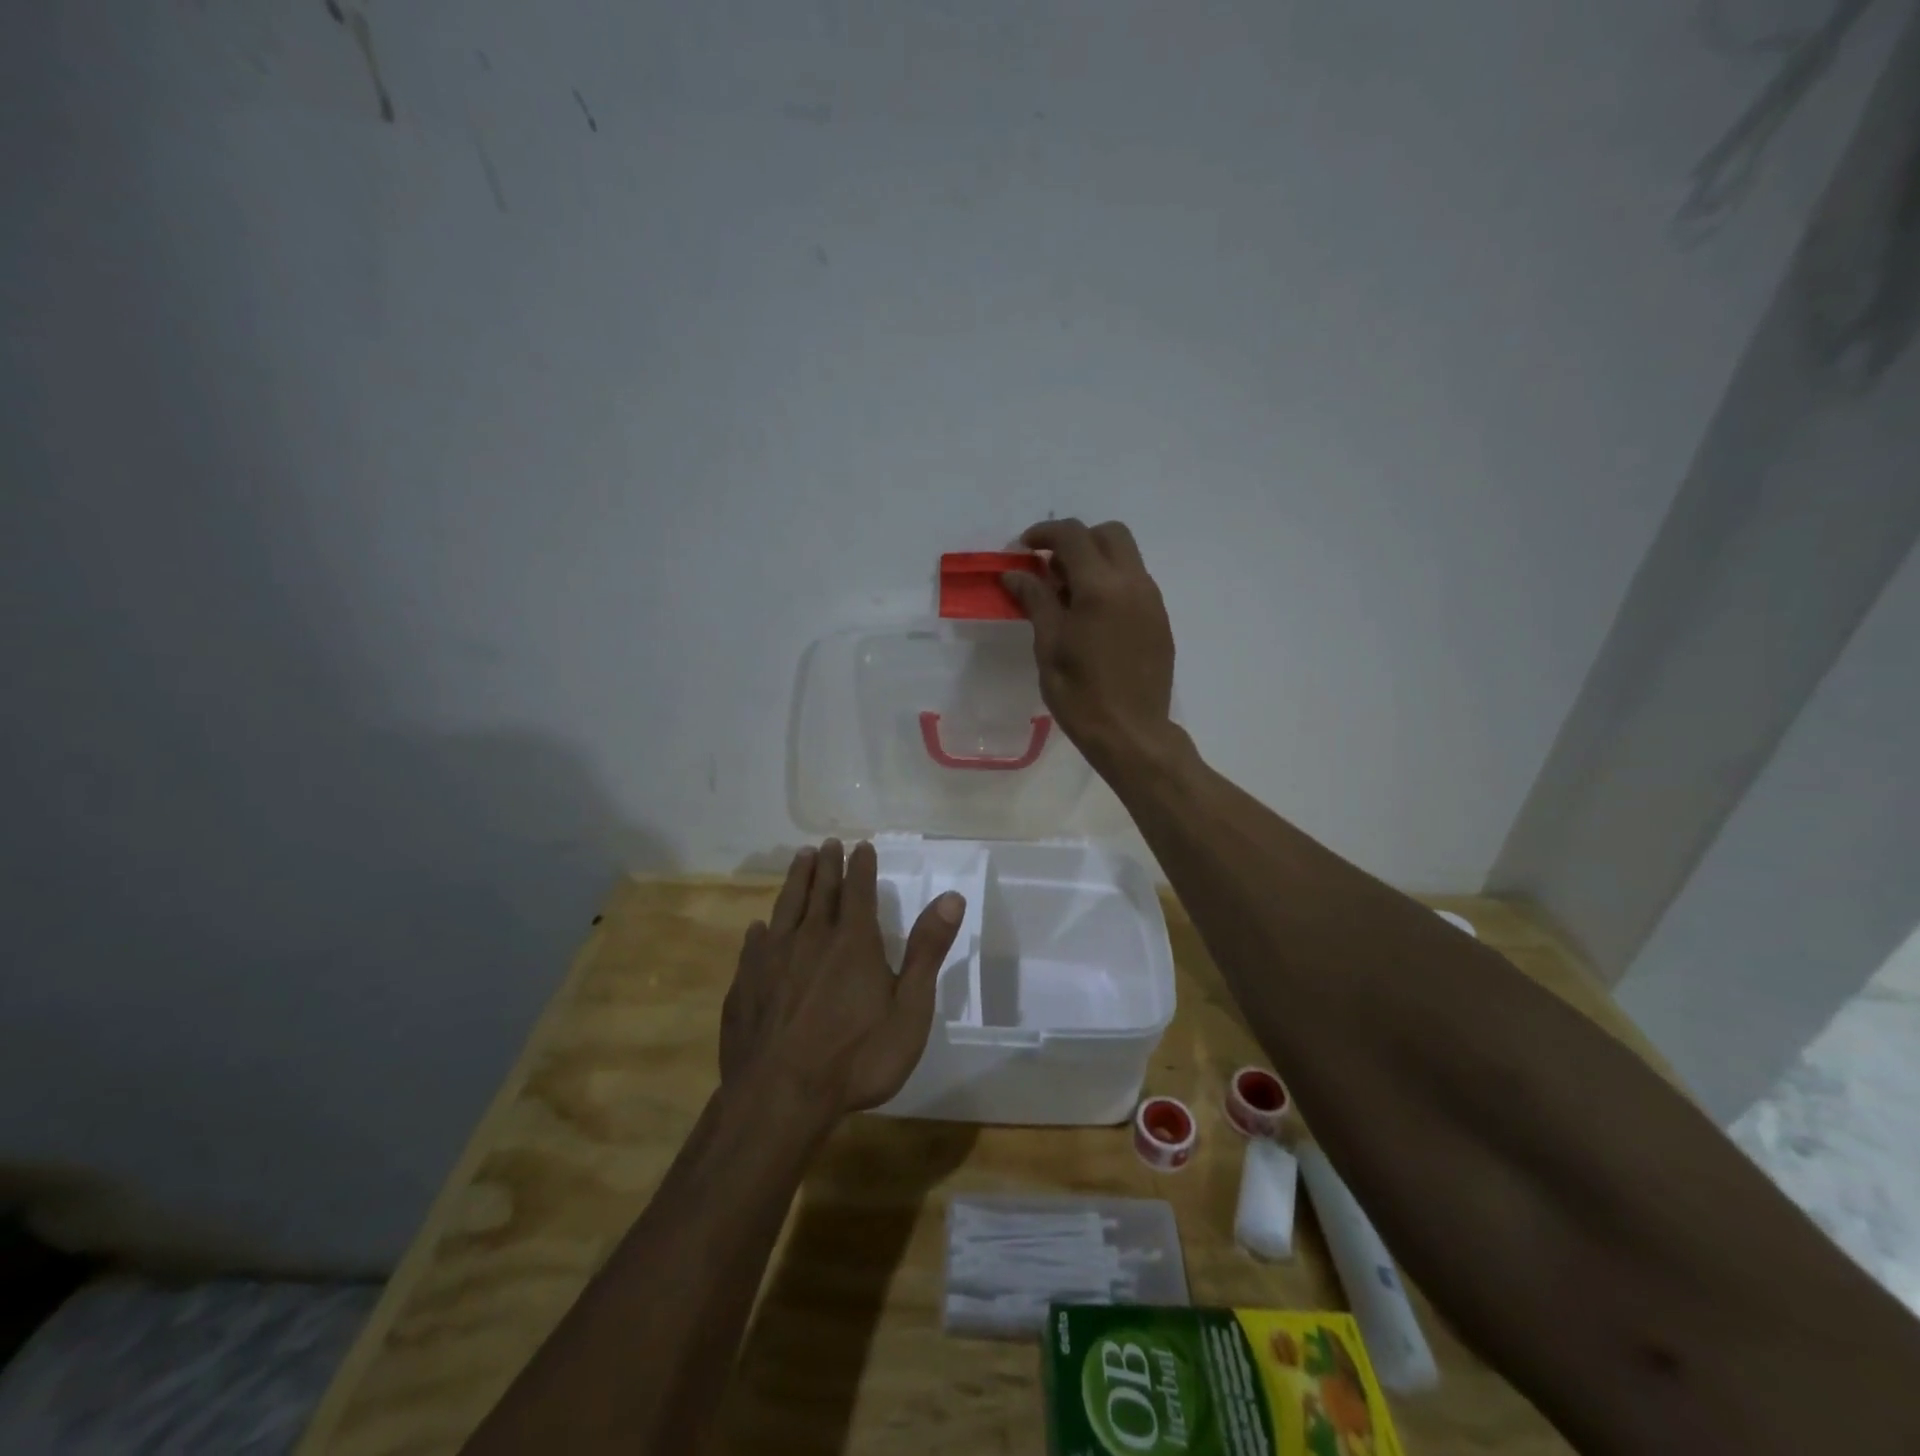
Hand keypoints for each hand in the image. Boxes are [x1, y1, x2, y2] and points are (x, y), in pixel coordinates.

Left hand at [720, 839, 965, 1119]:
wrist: (779, 1098)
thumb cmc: (857, 1058)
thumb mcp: (909, 1009)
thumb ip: (927, 950)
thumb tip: (951, 897)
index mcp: (853, 942)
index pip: (859, 891)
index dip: (861, 866)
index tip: (860, 846)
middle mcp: (811, 938)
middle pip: (820, 891)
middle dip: (827, 865)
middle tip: (827, 844)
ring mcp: (772, 959)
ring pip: (786, 907)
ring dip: (795, 881)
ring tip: (800, 860)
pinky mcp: (745, 984)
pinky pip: (754, 945)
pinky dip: (761, 930)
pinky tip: (760, 927)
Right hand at [1002, 518, 1178, 775]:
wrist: (1131, 733)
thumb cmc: (1080, 693)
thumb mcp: (1049, 646)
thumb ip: (1036, 600)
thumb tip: (1015, 573)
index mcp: (1101, 587)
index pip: (1073, 536)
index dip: (1044, 533)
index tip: (1023, 548)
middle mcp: (1133, 583)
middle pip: (1109, 534)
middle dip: (1076, 540)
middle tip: (1049, 568)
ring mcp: (1152, 600)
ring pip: (1126, 557)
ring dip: (1096, 560)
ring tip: (1068, 594)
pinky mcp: (1160, 619)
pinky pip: (1135, 582)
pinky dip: (1111, 582)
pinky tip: (1092, 615)